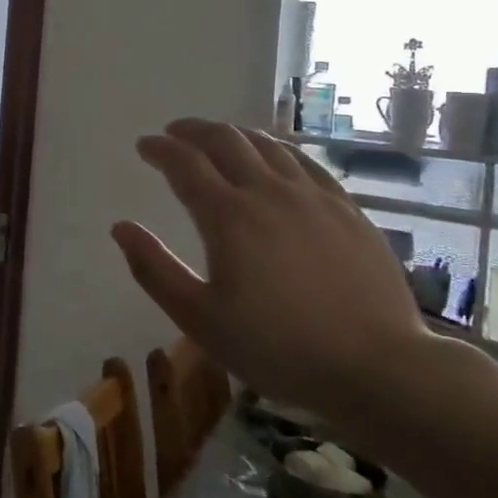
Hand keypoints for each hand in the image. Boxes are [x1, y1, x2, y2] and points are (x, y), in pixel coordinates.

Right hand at [111, 119, 434, 424]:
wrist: (377, 367)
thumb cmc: (277, 348)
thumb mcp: (200, 318)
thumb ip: (154, 269)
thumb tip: (120, 227)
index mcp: (227, 216)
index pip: (184, 163)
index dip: (159, 148)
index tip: (144, 145)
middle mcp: (268, 191)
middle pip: (224, 140)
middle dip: (192, 130)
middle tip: (174, 133)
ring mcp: (313, 196)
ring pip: (266, 145)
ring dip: (234, 134)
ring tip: (218, 139)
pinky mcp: (347, 209)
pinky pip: (306, 162)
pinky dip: (277, 150)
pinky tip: (275, 158)